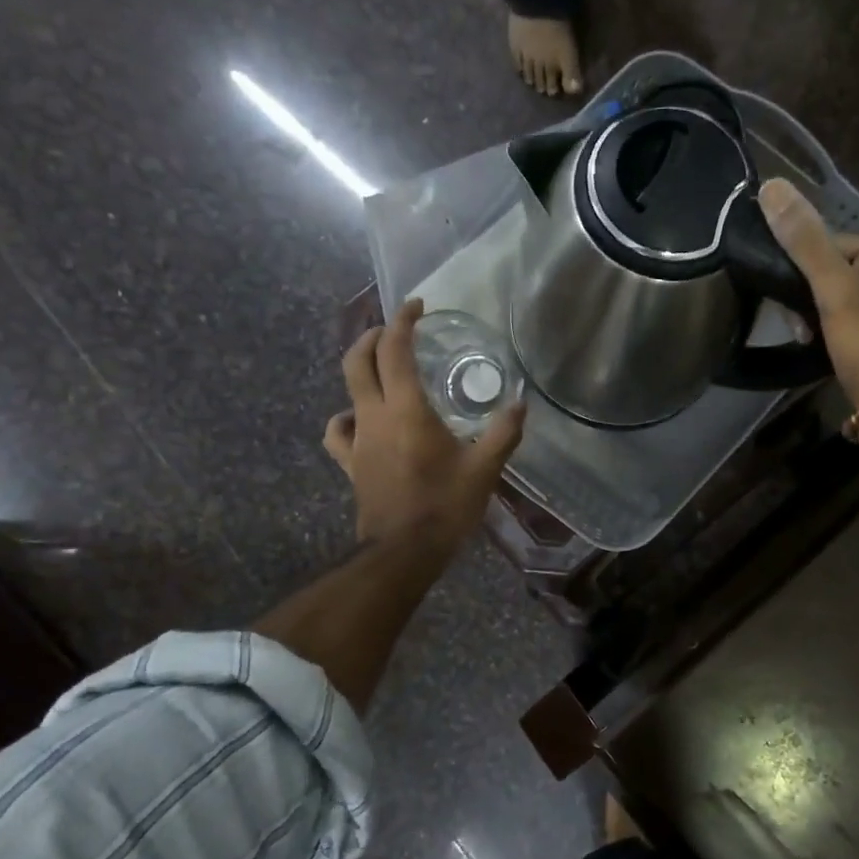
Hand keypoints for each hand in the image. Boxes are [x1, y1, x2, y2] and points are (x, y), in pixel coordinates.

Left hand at [323, 299, 525, 549]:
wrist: (403, 552)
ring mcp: (358, 440)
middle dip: (373, 336)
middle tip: (395, 330)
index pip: (395, 350)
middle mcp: (375, 416)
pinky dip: (346, 417)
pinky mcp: (352, 464)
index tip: (417, 306)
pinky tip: (359, 420)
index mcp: (407, 410)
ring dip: (360, 370)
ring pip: (345, 391)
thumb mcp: (484, 469)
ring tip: (380, 371)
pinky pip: (338, 431)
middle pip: (358, 360)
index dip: (402, 321)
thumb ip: (503, 433)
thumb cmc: (445, 507)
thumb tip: (520, 404)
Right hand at [758, 178, 858, 407]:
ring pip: (838, 304)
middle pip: (835, 273)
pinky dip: (829, 338)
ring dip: (814, 320)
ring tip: (805, 341)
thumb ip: (804, 242)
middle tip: (797, 325)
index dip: (802, 266)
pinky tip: (818, 352)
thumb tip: (771, 186)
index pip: (833, 243)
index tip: (785, 294)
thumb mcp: (835, 290)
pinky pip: (847, 329)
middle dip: (807, 298)